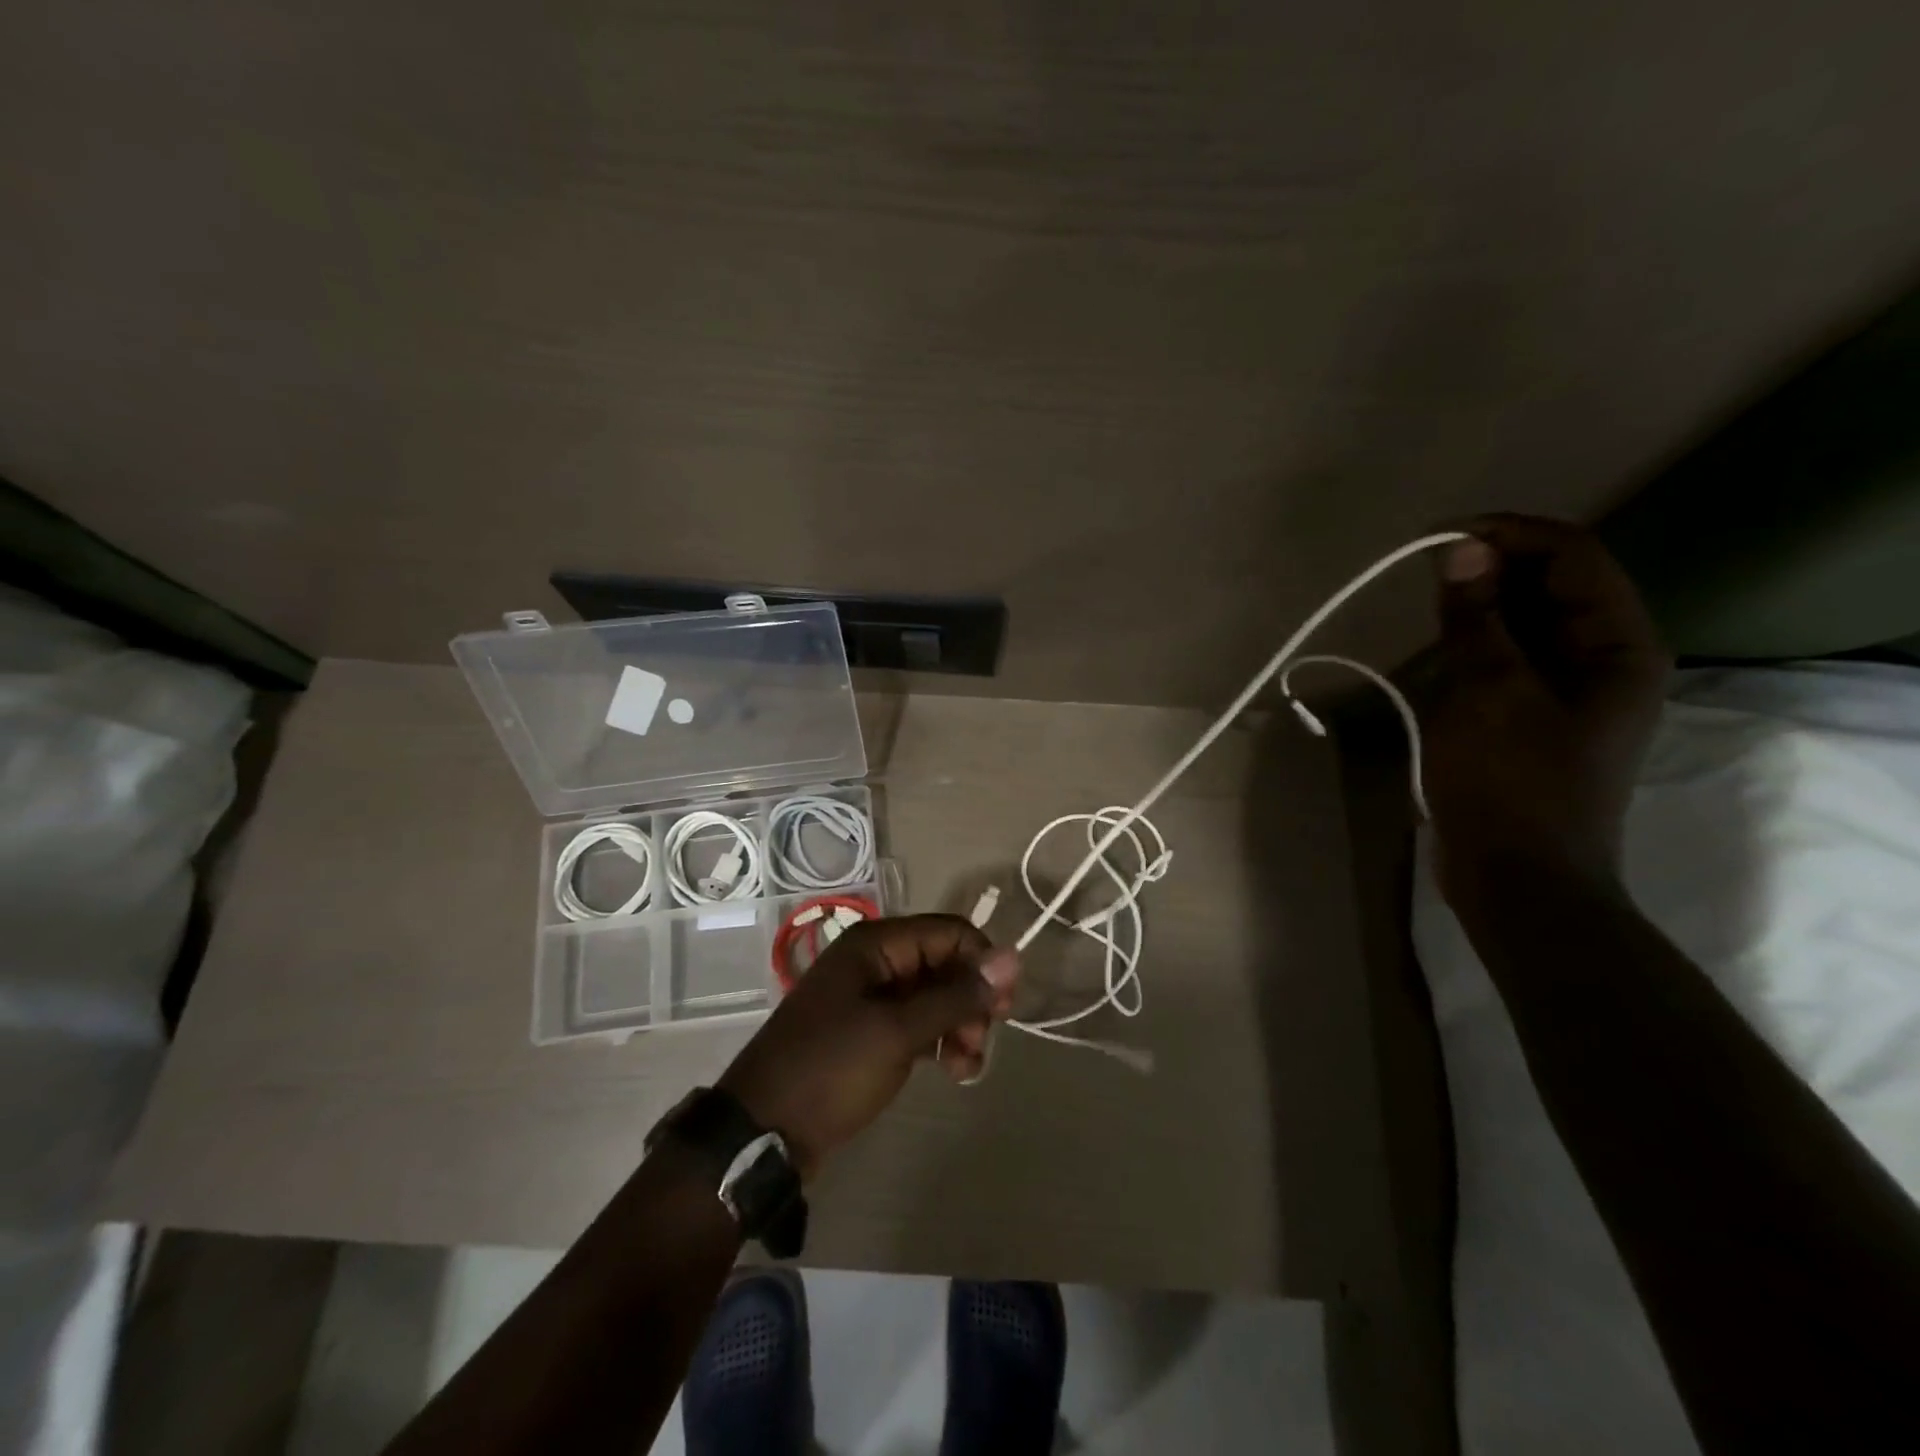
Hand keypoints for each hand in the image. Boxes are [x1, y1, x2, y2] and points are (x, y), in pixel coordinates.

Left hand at [717, 915, 1018, 1178]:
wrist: (763, 1132)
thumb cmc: (831, 1069)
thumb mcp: (898, 1031)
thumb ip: (956, 995)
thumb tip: (1013, 957)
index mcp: (876, 944)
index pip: (949, 932)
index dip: (982, 962)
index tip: (1005, 1007)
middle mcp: (875, 961)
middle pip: (944, 963)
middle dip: (971, 1000)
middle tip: (983, 1040)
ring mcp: (870, 997)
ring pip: (935, 996)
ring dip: (959, 1025)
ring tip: (969, 1066)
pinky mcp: (869, 1031)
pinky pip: (918, 1022)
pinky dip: (940, 1041)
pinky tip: (955, 1070)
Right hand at [1424, 515, 1670, 902]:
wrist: (1516, 878)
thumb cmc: (1509, 784)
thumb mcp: (1489, 693)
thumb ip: (1477, 619)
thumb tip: (1461, 550)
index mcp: (1619, 647)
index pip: (1574, 558)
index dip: (1510, 534)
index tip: (1440, 537)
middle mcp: (1603, 659)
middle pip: (1553, 585)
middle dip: (1492, 568)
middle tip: (1426, 569)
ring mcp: (1567, 691)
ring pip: (1526, 622)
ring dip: (1479, 604)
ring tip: (1427, 603)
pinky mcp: (1531, 716)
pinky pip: (1506, 658)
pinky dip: (1473, 642)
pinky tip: (1438, 645)